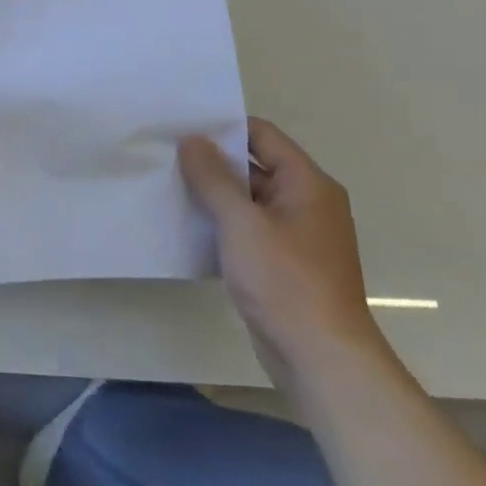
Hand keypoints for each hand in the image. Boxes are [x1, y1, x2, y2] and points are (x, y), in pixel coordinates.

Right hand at [179, 118, 384, 388]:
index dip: (223, 128)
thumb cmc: (285, 281)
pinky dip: (222, 225)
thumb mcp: (242, 223)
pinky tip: (187, 228)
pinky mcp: (284, 264)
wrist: (321, 358)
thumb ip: (214, 178)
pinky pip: (248, 230)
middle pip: (254, 167)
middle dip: (212, 162)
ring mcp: (296, 236)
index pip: (262, 136)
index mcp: (308, 184)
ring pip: (248, 201)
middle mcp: (307, 203)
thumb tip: (192, 139)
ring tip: (167, 187)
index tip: (181, 127)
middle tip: (165, 156)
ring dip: (213, 196)